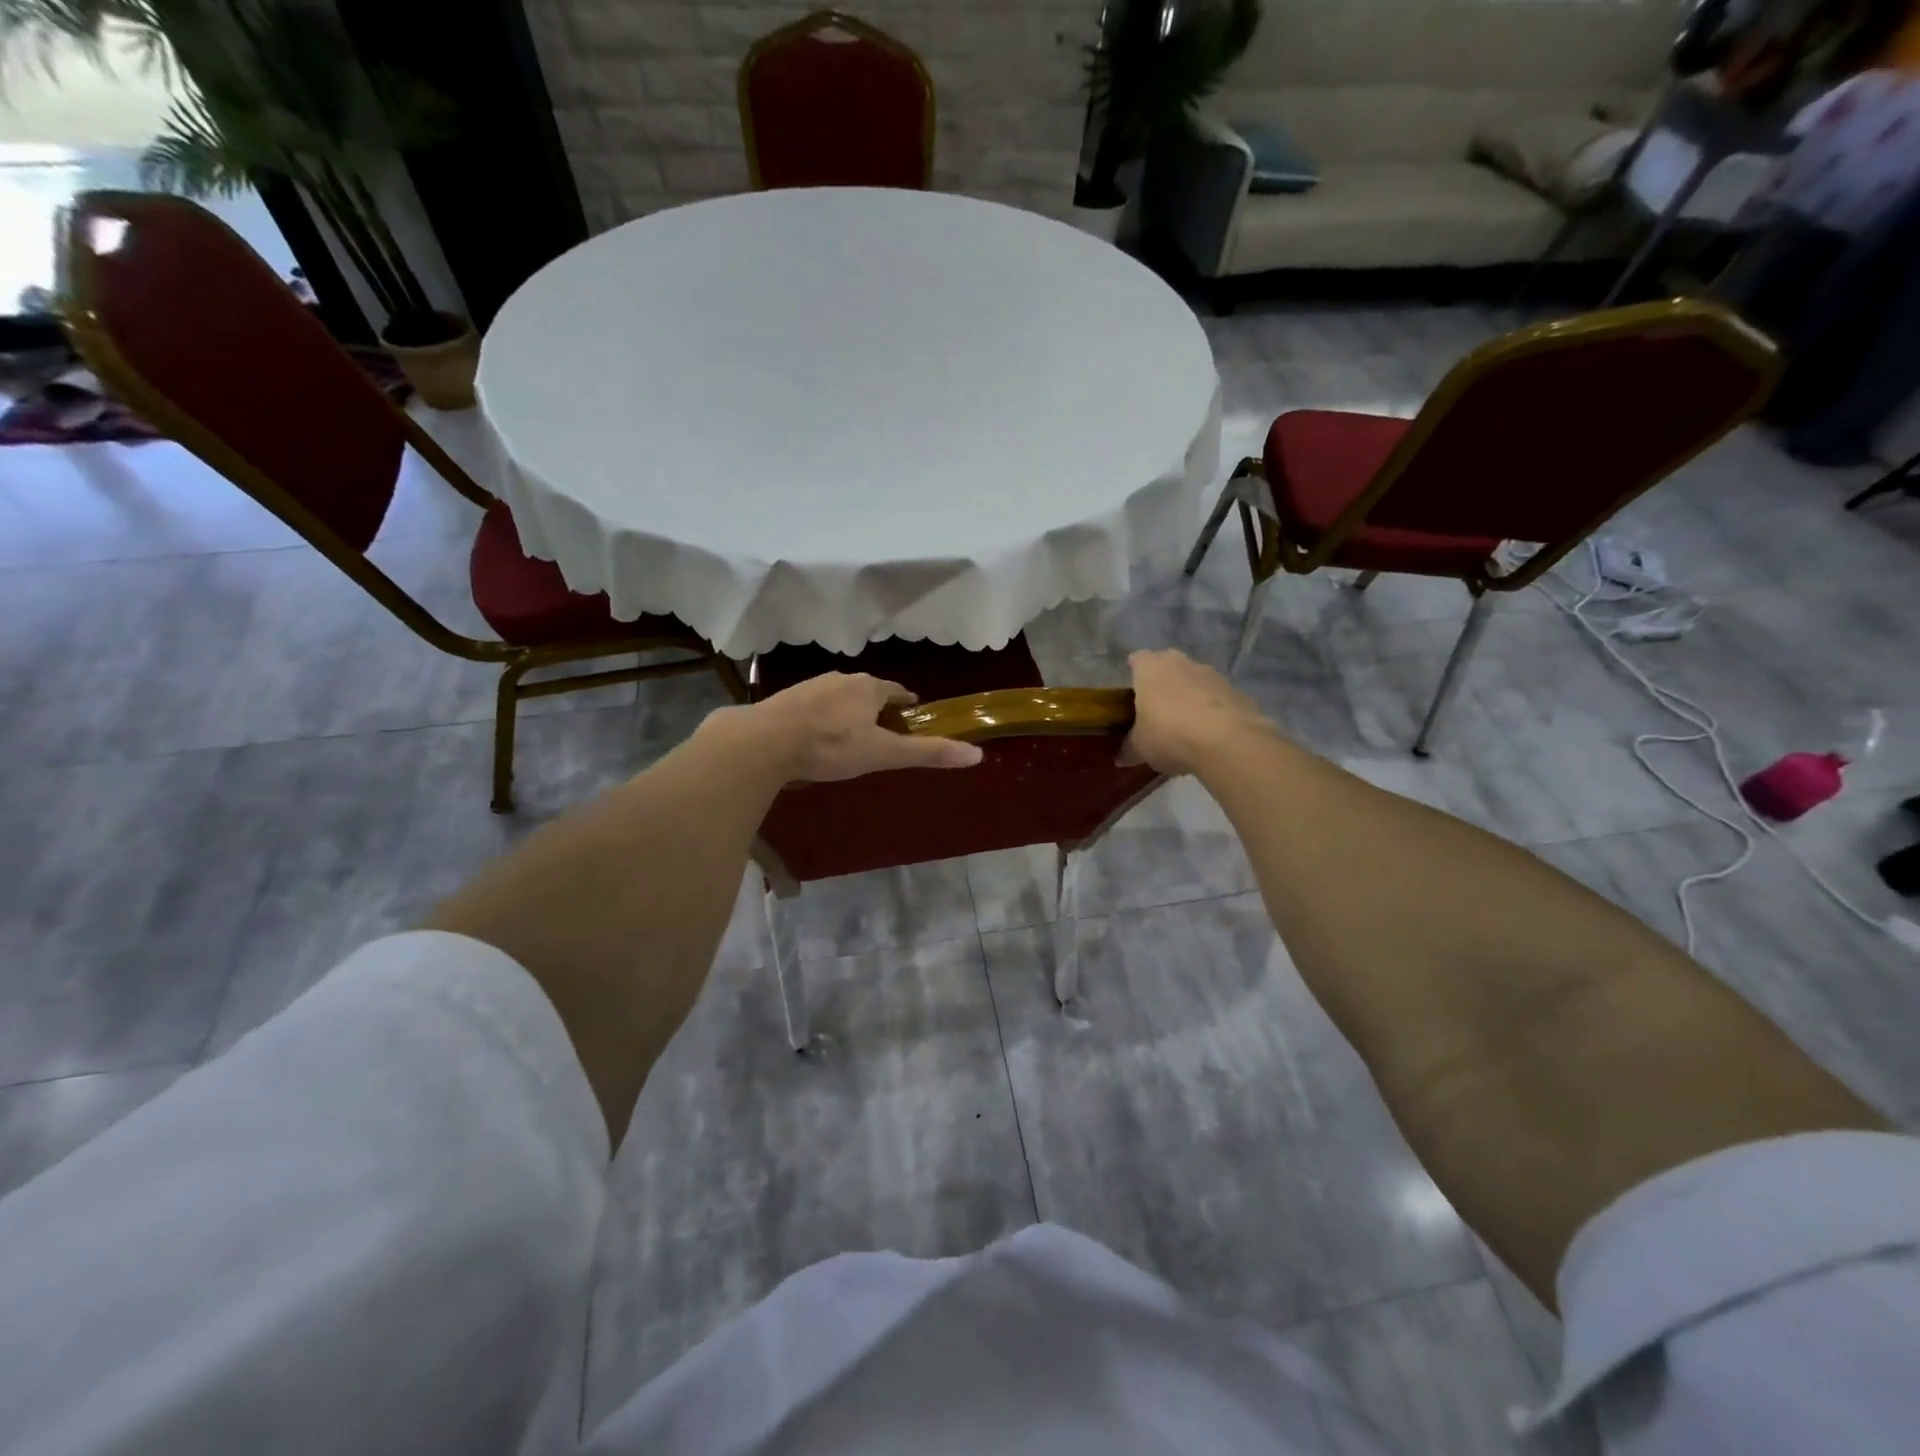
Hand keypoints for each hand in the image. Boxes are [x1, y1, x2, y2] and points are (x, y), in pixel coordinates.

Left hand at [716, 673, 983, 781]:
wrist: (765, 741)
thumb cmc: (831, 746)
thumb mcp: (883, 754)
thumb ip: (927, 753)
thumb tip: (976, 754)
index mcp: (869, 687)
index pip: (897, 691)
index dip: (907, 705)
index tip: (911, 719)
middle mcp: (841, 678)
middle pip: (868, 692)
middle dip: (877, 709)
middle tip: (883, 733)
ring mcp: (811, 686)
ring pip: (839, 697)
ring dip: (848, 712)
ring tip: (851, 737)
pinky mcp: (786, 699)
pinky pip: (814, 706)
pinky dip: (822, 718)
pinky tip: (817, 738)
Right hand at [1123, 649, 1275, 775]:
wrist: (1226, 741)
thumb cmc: (1169, 735)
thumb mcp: (1140, 748)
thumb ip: (1129, 748)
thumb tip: (1120, 757)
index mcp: (1151, 669)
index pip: (1137, 659)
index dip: (1134, 672)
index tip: (1132, 691)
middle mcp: (1181, 663)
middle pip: (1168, 666)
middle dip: (1164, 682)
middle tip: (1158, 708)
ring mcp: (1213, 674)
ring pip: (1195, 680)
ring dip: (1191, 695)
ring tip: (1187, 724)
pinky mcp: (1237, 691)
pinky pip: (1218, 697)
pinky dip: (1213, 710)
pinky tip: (1211, 733)